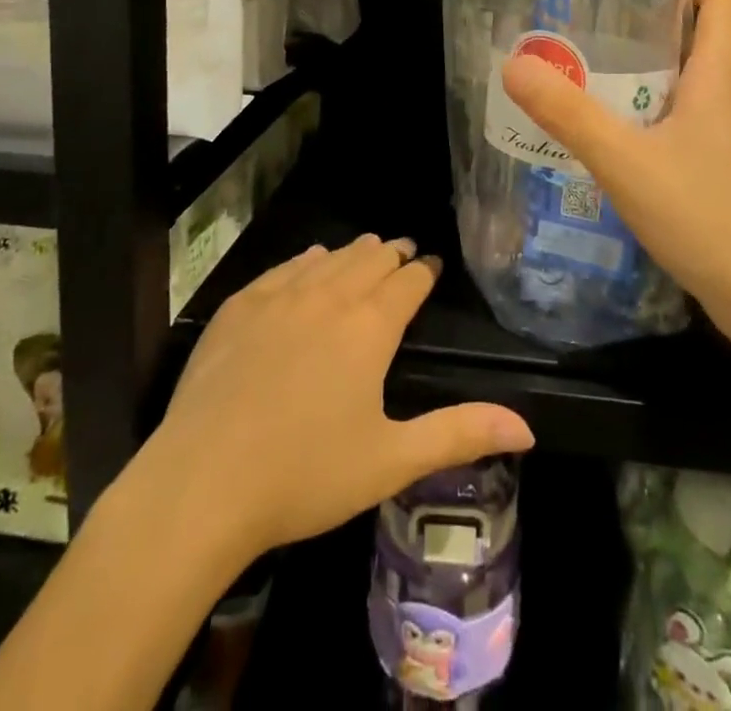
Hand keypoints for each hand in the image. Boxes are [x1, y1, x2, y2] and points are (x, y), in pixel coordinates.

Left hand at [152, 236, 534, 558]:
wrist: (203, 480)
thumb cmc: (306, 474)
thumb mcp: (391, 461)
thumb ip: (459, 433)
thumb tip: (526, 425)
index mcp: (369, 328)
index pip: (407, 283)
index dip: (424, 271)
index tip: (432, 263)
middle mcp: (329, 297)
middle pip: (369, 261)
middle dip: (392, 254)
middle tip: (404, 251)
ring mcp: (280, 297)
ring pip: (329, 259)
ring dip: (353, 253)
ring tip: (367, 248)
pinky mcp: (240, 307)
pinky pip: (285, 268)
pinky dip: (307, 261)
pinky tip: (311, 260)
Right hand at [502, 0, 730, 315]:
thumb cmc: (703, 215)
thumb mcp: (624, 160)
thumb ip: (568, 114)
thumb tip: (515, 64)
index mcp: (717, 82)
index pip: (724, 6)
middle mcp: (727, 104)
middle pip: (701, 43)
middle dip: (654, 24)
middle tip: (594, 22)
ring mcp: (726, 143)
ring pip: (687, 89)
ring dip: (646, 75)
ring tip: (590, 74)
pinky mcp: (718, 175)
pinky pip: (681, 127)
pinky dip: (648, 117)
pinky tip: (612, 140)